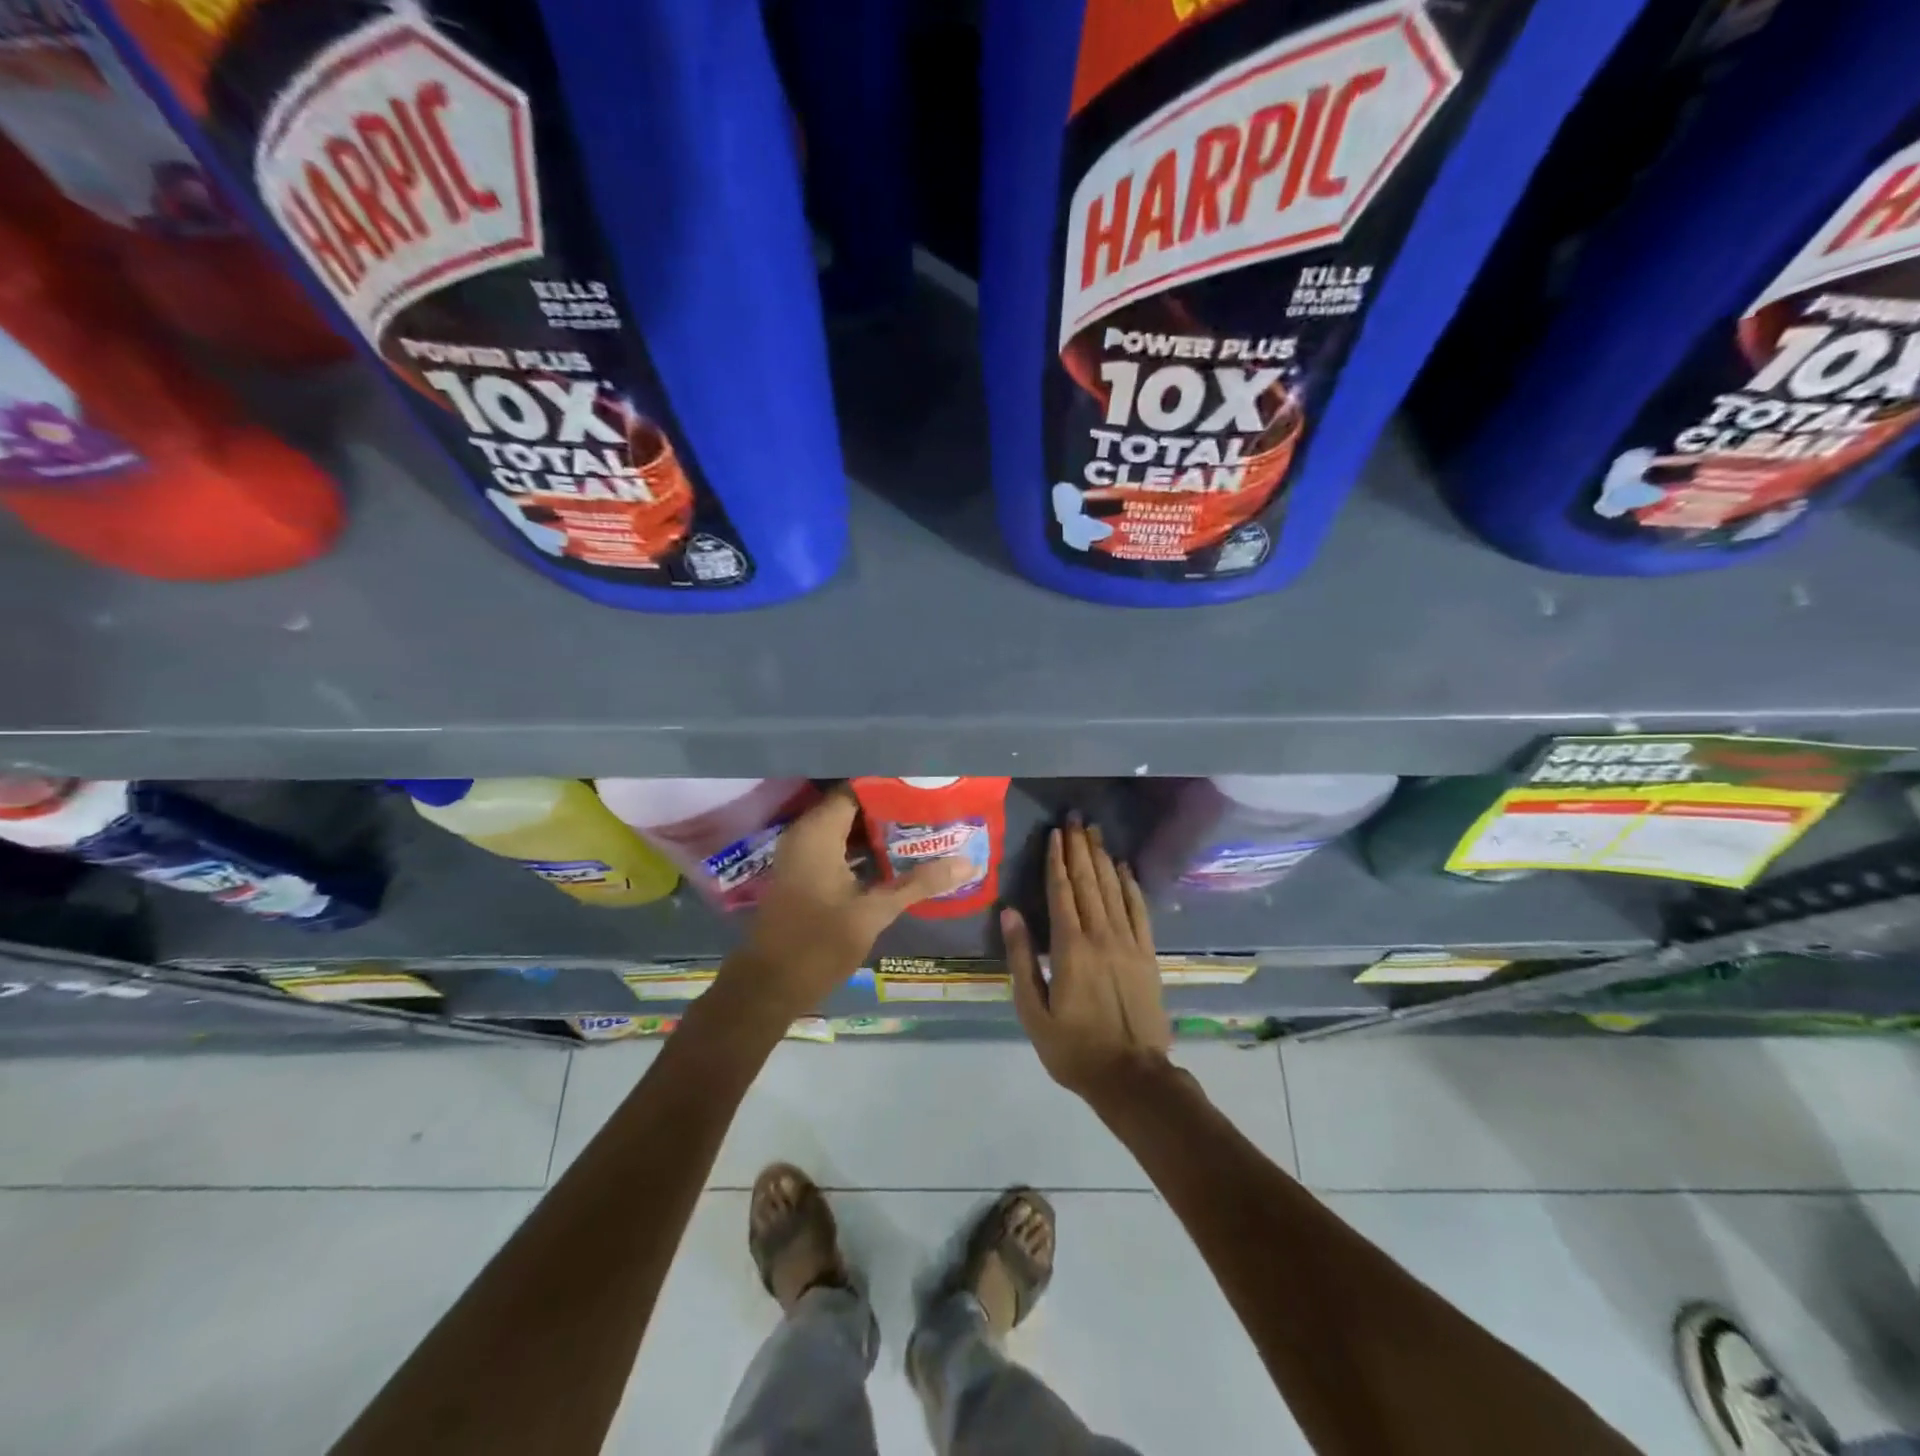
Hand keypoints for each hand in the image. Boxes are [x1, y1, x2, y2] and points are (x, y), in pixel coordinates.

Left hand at [725, 785, 968, 1023]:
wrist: (770, 986)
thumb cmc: (818, 944)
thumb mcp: (874, 913)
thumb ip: (918, 883)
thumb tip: (967, 863)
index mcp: (817, 832)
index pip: (857, 789)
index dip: (891, 787)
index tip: (925, 788)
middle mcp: (805, 833)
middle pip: (853, 806)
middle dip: (890, 808)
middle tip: (932, 808)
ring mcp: (801, 853)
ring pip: (845, 828)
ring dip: (878, 829)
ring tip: (922, 827)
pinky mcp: (803, 872)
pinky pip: (836, 845)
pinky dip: (862, 848)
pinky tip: (896, 855)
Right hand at [1004, 820, 1170, 1100]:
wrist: (1132, 1077)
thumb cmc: (1073, 1048)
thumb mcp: (1033, 1010)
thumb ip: (1021, 959)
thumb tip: (1009, 913)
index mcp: (1069, 948)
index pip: (1062, 893)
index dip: (1057, 861)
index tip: (1055, 833)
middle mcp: (1101, 936)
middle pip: (1088, 883)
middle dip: (1079, 848)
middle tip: (1076, 818)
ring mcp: (1129, 943)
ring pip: (1113, 890)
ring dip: (1102, 859)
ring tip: (1095, 832)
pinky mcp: (1148, 955)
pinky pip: (1139, 911)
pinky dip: (1131, 886)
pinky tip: (1124, 868)